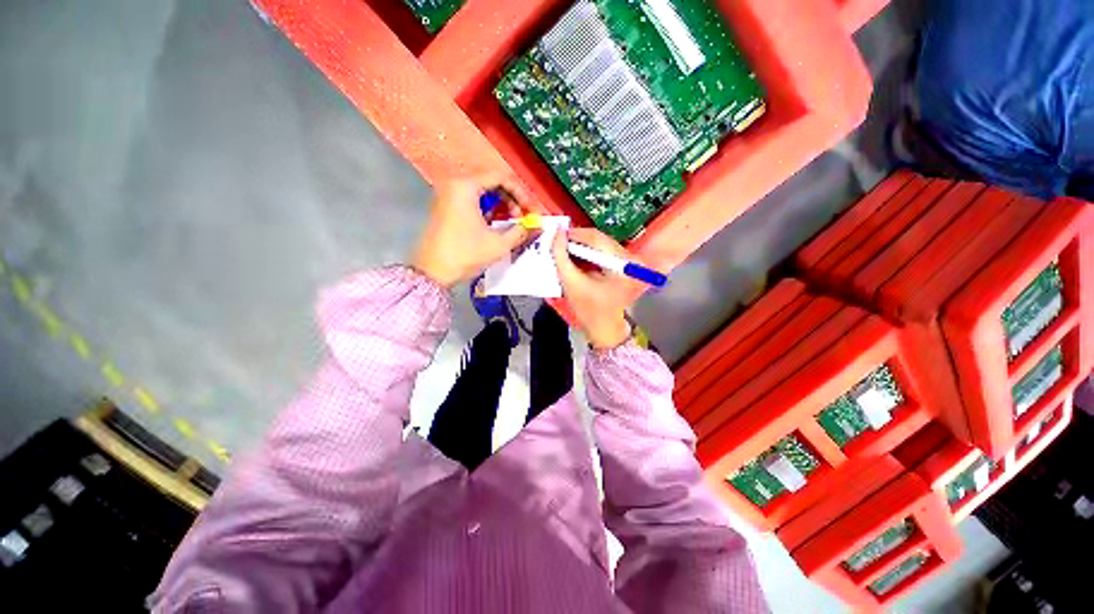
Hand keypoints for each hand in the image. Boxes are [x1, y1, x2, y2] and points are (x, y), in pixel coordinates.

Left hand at [412, 173, 531, 287]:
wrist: (432, 273)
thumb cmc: (465, 254)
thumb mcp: (498, 244)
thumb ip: (521, 231)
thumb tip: (536, 225)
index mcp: (466, 186)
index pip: (501, 177)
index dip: (521, 193)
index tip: (531, 209)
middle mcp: (455, 184)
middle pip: (491, 182)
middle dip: (511, 199)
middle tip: (522, 217)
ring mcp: (447, 195)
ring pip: (482, 191)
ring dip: (500, 204)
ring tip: (511, 223)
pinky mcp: (445, 207)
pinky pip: (471, 200)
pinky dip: (487, 209)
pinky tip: (495, 225)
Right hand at [551, 228, 636, 350]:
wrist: (604, 328)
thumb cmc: (588, 310)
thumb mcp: (570, 283)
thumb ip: (560, 257)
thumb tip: (556, 234)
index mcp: (620, 265)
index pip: (595, 238)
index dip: (573, 234)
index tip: (556, 236)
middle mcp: (629, 259)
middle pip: (599, 238)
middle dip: (577, 239)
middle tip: (558, 243)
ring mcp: (628, 261)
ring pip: (600, 242)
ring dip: (581, 245)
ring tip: (564, 251)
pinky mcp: (624, 264)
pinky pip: (603, 250)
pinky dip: (588, 252)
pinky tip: (576, 257)